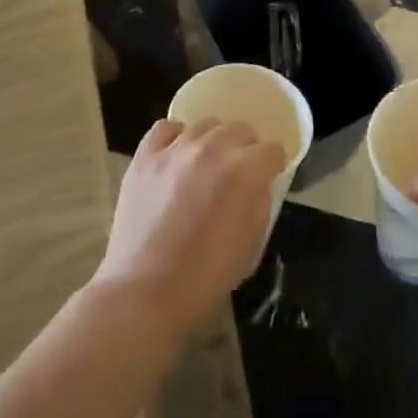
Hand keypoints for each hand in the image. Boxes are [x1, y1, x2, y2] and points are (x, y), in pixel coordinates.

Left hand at [92, 119, 283, 341]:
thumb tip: (257, 186)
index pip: (272, 150)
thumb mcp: (252, 244)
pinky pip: (166, 128)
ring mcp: (176, 149)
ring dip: (213, 142)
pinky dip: (176, 138)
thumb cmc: (206, 277)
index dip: (273, 166)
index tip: (267, 180)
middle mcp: (214, 148)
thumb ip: (260, 204)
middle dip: (245, 149)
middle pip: (241, 129)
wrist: (144, 292)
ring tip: (205, 167)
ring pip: (205, 125)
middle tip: (237, 175)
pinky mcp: (145, 156)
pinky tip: (176, 157)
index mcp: (246, 170)